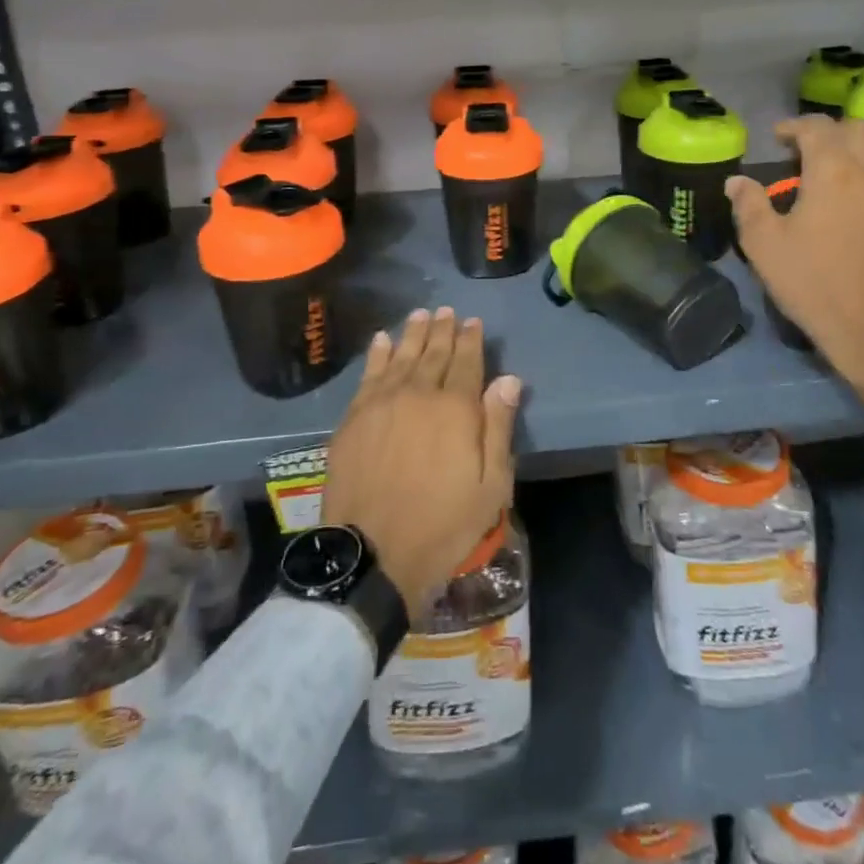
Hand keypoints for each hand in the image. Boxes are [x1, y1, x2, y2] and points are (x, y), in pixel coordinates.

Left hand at [323, 308, 522, 612]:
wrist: (372, 553)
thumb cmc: (442, 525)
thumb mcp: (490, 486)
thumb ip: (498, 427)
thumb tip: (509, 379)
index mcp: (456, 408)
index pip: (467, 362)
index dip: (471, 339)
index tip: (473, 321)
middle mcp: (419, 394)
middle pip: (433, 353)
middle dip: (442, 329)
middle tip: (446, 310)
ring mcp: (382, 403)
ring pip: (401, 356)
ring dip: (412, 333)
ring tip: (419, 314)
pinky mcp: (354, 417)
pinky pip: (369, 374)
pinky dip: (377, 354)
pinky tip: (382, 340)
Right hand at [727, 116, 863, 420]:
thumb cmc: (815, 283)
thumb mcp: (764, 246)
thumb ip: (749, 205)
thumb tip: (737, 182)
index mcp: (834, 170)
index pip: (816, 127)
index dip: (793, 126)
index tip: (777, 139)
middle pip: (855, 128)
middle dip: (827, 132)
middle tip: (803, 152)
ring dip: (853, 148)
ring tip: (830, 171)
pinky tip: (856, 197)